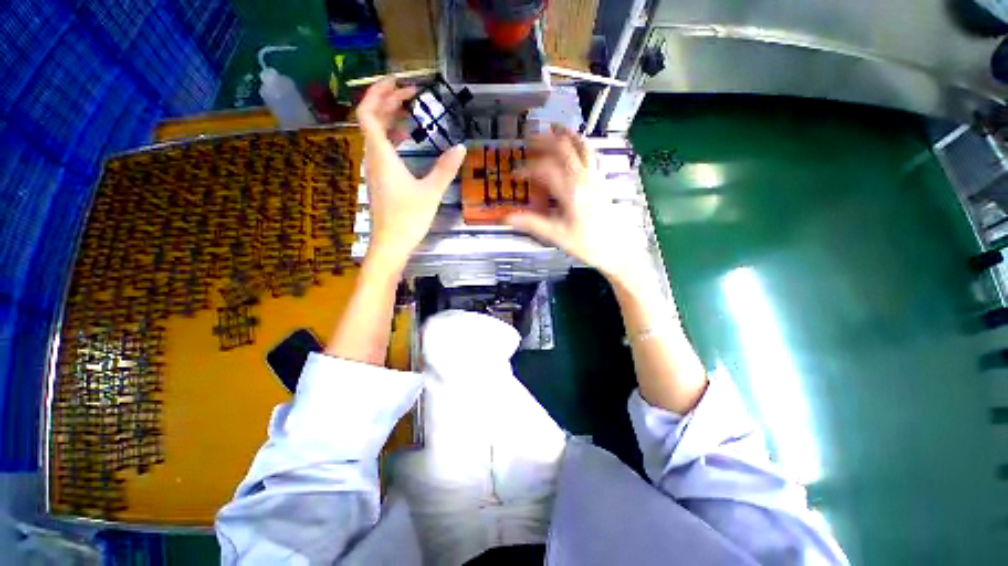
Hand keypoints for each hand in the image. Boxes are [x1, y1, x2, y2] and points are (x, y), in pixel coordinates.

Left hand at [356, 79, 466, 271]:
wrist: (391, 244)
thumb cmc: (408, 218)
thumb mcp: (431, 192)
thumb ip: (446, 169)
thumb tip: (461, 147)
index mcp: (382, 155)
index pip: (369, 113)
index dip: (379, 93)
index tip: (398, 83)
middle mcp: (373, 158)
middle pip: (371, 120)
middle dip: (388, 101)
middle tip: (410, 93)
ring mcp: (375, 170)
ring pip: (376, 135)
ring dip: (390, 119)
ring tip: (410, 111)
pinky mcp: (380, 180)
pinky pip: (382, 149)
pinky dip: (392, 138)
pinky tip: (407, 140)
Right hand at [505, 125, 646, 281]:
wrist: (617, 250)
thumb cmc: (587, 244)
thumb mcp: (557, 236)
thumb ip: (532, 224)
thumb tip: (507, 218)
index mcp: (571, 191)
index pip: (545, 170)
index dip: (527, 170)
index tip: (515, 175)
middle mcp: (584, 179)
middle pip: (564, 149)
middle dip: (545, 141)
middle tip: (529, 139)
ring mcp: (596, 178)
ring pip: (582, 147)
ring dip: (567, 135)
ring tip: (555, 126)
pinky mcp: (603, 181)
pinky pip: (593, 156)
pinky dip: (584, 145)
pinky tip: (579, 144)